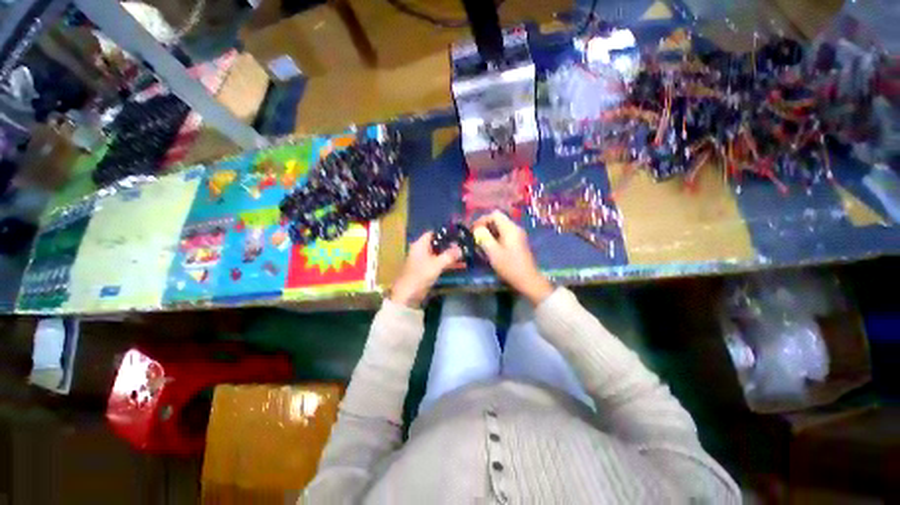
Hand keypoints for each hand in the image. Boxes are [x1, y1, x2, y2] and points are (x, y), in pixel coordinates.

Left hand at [390, 232, 462, 306]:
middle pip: (437, 244)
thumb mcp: (437, 264)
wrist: (408, 294)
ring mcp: (423, 260)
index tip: (457, 234)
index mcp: (420, 245)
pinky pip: (438, 263)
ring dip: (450, 255)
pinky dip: (447, 263)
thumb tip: (461, 248)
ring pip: (439, 254)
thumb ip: (449, 255)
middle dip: (449, 245)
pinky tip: (459, 265)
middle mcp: (421, 250)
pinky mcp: (426, 270)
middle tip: (463, 245)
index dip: (444, 233)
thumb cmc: (421, 275)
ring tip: (464, 255)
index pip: (433, 233)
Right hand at [473, 211, 552, 303]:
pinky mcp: (518, 243)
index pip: (494, 214)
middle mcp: (515, 228)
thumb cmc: (509, 266)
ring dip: (490, 233)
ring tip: (481, 244)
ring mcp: (518, 236)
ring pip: (501, 228)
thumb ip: (484, 237)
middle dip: (485, 226)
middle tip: (476, 237)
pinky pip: (505, 235)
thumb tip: (477, 229)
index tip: (473, 231)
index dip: (482, 220)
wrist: (528, 280)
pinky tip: (490, 248)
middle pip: (498, 220)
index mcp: (510, 228)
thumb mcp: (493, 252)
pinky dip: (496, 238)